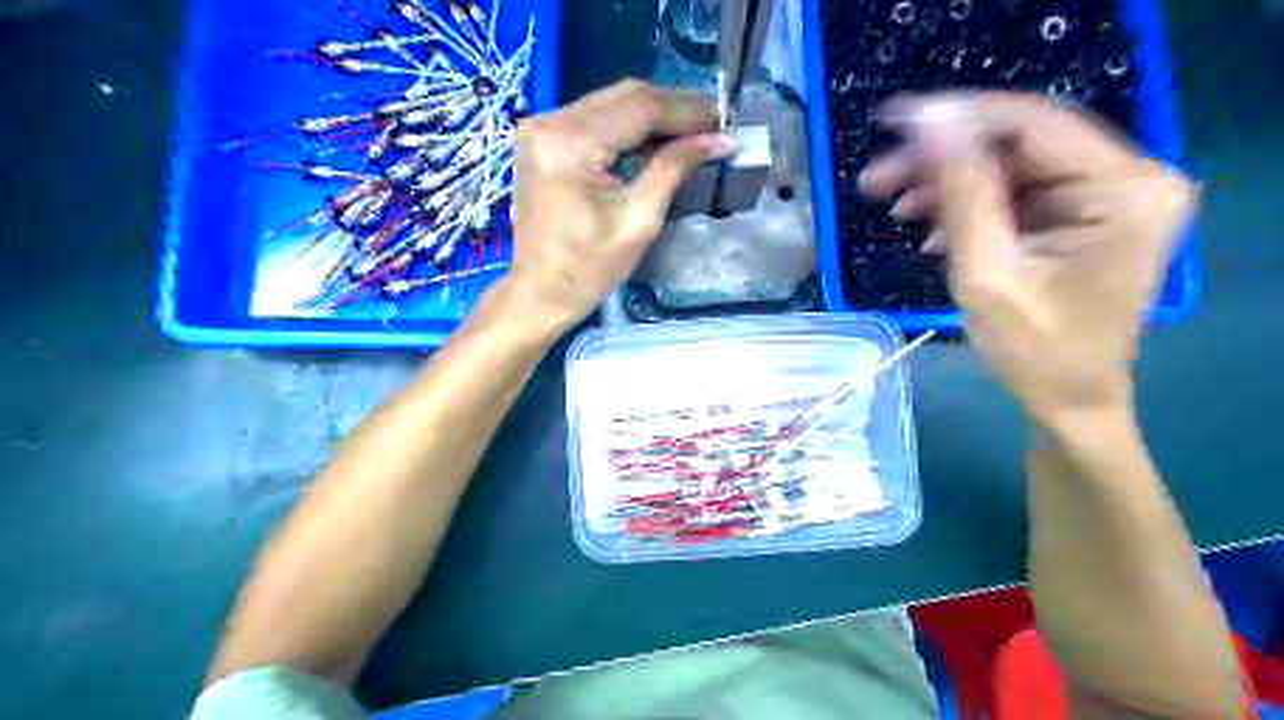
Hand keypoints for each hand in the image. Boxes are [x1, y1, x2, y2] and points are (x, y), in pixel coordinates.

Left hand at [503, 78, 742, 330]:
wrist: (540, 291)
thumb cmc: (589, 268)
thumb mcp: (639, 220)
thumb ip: (675, 169)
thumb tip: (720, 139)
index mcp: (569, 144)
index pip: (639, 108)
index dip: (687, 111)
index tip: (725, 118)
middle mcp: (549, 122)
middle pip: (624, 97)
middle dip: (674, 108)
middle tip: (715, 122)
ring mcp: (541, 127)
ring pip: (611, 103)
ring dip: (655, 114)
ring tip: (695, 129)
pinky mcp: (543, 139)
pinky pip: (595, 118)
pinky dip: (630, 126)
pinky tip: (659, 137)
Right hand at [855, 93, 1198, 425]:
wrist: (1069, 401)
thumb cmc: (1033, 353)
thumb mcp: (986, 275)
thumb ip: (961, 195)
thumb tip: (930, 124)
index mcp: (1123, 192)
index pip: (1031, 124)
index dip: (958, 119)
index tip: (892, 124)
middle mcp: (1130, 179)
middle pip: (1020, 143)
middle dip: (943, 160)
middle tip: (878, 181)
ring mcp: (1109, 196)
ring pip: (1012, 166)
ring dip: (950, 184)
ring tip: (897, 209)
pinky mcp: (1086, 214)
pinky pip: (1018, 193)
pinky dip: (972, 207)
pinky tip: (935, 232)